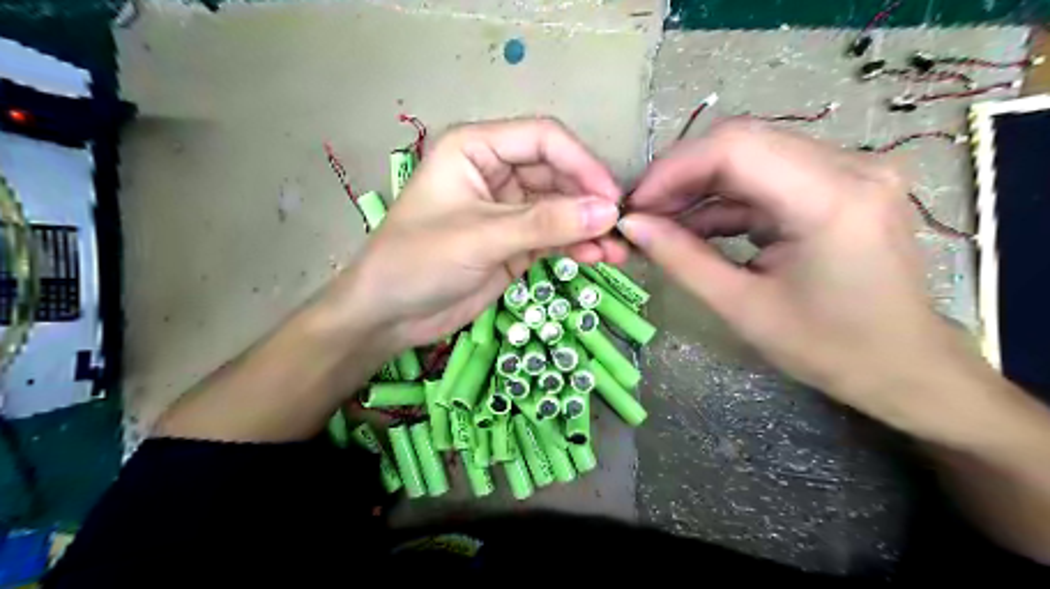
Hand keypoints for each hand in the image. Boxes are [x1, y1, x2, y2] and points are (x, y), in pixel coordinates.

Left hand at [328, 118, 620, 350]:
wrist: (388, 315)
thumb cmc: (418, 262)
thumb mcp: (481, 238)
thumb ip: (545, 224)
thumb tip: (607, 213)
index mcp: (476, 148)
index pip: (543, 140)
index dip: (581, 164)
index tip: (610, 198)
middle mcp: (495, 172)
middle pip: (557, 174)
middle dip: (589, 200)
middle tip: (621, 228)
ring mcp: (507, 209)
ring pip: (560, 208)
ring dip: (589, 227)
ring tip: (618, 251)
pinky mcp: (514, 242)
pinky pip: (554, 236)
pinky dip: (576, 245)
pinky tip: (598, 258)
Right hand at [617, 117, 980, 433]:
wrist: (905, 366)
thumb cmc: (829, 348)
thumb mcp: (742, 307)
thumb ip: (682, 259)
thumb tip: (631, 225)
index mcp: (831, 199)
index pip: (736, 147)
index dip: (674, 169)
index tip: (635, 204)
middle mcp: (850, 166)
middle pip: (743, 143)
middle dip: (681, 176)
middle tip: (643, 214)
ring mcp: (851, 170)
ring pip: (752, 156)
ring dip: (701, 187)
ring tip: (661, 223)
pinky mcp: (842, 184)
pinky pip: (770, 177)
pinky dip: (728, 199)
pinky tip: (697, 226)